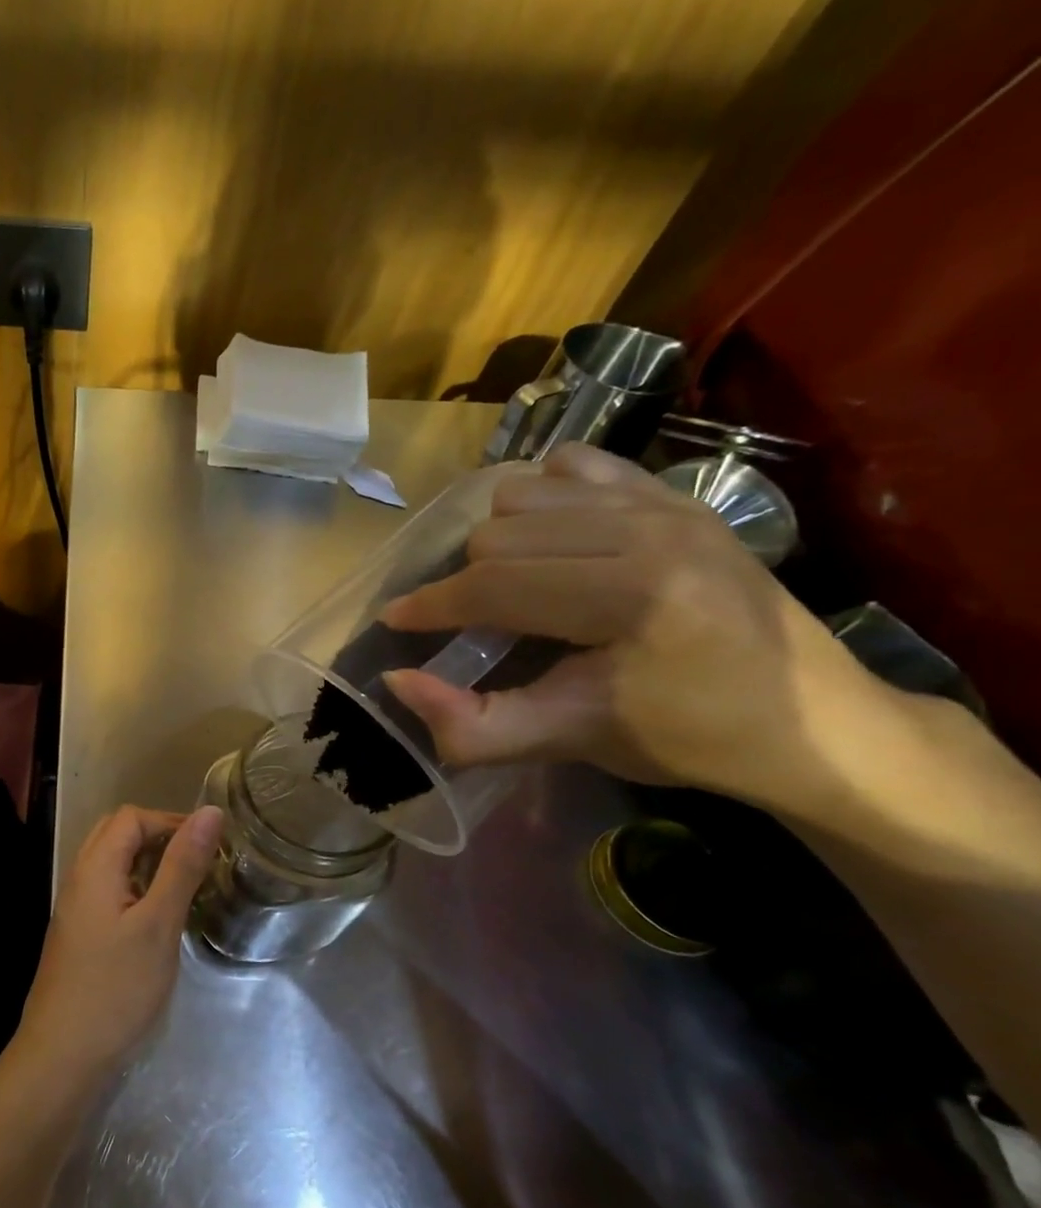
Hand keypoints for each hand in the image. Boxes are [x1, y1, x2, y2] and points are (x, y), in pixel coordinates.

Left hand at [15, 805, 223, 1079]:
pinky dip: (136, 888)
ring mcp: (75, 907)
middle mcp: (79, 877)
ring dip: (148, 863)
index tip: (210, 846)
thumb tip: (210, 812)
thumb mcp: (159, 923)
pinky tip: (158, 918)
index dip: (171, 821)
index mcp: (94, 866)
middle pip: (117, 834)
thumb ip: (183, 865)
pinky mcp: (78, 933)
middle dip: (159, 837)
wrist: (63, 1055)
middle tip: (199, 863)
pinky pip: (108, 890)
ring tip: (185, 887)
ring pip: (112, 863)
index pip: (131, 817)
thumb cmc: (116, 987)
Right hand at [380, 443, 883, 809]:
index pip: (494, 586)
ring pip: (524, 493)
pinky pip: (573, 465)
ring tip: (507, 584)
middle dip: (465, 583)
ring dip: (497, 540)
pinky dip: (540, 495)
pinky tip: (546, 537)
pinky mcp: (677, 493)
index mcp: (631, 598)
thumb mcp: (569, 742)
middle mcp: (649, 531)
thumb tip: (396, 679)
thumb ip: (473, 724)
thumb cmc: (686, 737)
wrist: (814, 719)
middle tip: (469, 624)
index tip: (394, 623)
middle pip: (498, 535)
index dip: (430, 607)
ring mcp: (667, 502)